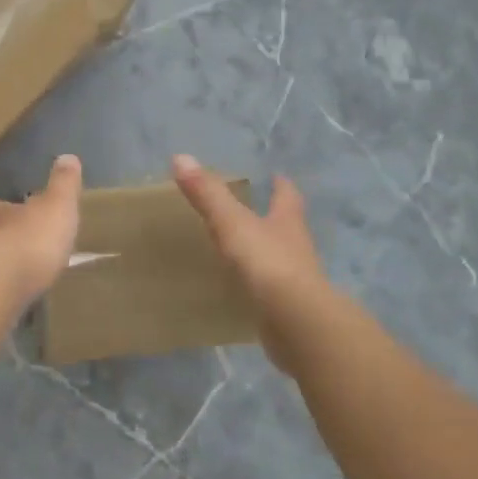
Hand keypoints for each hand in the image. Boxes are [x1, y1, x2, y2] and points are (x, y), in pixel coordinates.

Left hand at [0, 154, 83, 306]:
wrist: (1, 280)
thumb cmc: (35, 237)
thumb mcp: (58, 205)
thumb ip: (63, 184)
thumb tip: (67, 156)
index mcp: (8, 214)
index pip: (7, 207)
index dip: (15, 210)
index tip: (22, 212)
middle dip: (7, 238)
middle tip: (22, 246)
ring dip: (4, 265)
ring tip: (21, 274)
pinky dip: (1, 290)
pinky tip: (12, 297)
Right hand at [173, 155, 327, 337]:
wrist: (295, 321)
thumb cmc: (267, 263)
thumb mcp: (232, 224)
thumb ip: (208, 195)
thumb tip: (181, 157)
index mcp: (287, 222)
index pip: (287, 197)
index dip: (281, 186)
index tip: (276, 177)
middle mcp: (296, 248)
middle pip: (287, 227)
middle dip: (274, 219)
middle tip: (254, 213)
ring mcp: (295, 281)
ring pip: (279, 260)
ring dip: (265, 254)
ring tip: (242, 253)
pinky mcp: (287, 309)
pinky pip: (269, 292)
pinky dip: (257, 287)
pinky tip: (241, 291)